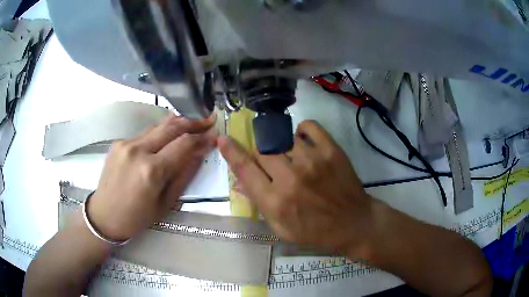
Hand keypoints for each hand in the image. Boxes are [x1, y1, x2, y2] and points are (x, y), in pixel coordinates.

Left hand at [88, 114, 216, 240]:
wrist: (104, 215)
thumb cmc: (137, 217)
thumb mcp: (165, 203)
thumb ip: (184, 175)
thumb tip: (199, 153)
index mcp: (151, 171)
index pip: (183, 144)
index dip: (202, 137)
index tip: (214, 134)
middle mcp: (138, 150)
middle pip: (172, 127)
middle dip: (193, 122)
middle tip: (208, 120)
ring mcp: (126, 143)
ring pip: (158, 126)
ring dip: (178, 123)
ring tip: (193, 122)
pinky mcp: (119, 142)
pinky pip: (145, 133)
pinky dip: (160, 132)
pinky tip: (168, 136)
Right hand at [219, 120, 373, 257]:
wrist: (354, 224)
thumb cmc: (315, 231)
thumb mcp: (281, 228)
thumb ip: (259, 203)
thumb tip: (240, 180)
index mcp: (276, 201)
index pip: (245, 168)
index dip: (231, 151)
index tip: (223, 138)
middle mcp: (291, 178)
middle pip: (262, 150)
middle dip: (261, 155)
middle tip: (272, 164)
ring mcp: (313, 160)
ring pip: (282, 138)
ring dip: (282, 146)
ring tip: (292, 158)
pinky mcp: (331, 150)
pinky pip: (308, 126)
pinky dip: (301, 131)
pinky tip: (303, 142)